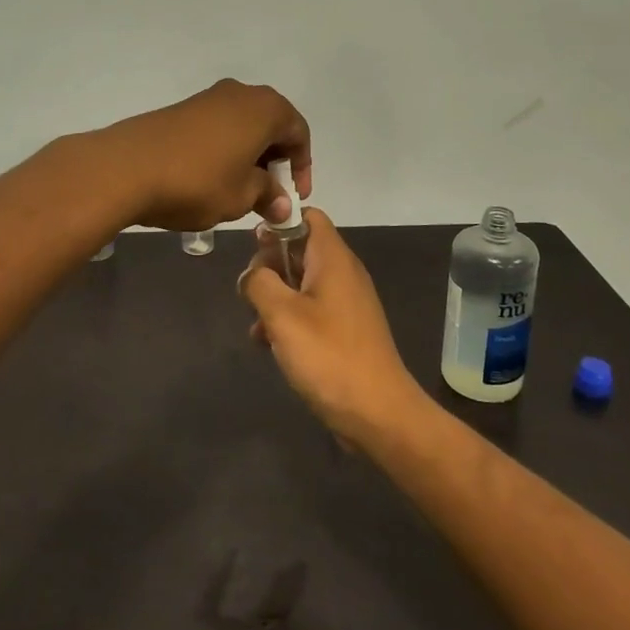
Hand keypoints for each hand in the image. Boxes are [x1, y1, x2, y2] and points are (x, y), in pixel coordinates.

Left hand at [99, 79, 311, 231]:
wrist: (127, 167)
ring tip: (240, 191)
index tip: (293, 198)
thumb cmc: (198, 181)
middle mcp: (240, 94)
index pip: (299, 133)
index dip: (302, 168)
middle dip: (275, 161)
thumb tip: (282, 205)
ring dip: (249, 157)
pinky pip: (217, 128)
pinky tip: (212, 179)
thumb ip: (269, 196)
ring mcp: (208, 98)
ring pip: (242, 126)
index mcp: (265, 108)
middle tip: (270, 196)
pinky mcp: (181, 109)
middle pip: (271, 126)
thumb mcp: (242, 196)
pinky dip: (224, 151)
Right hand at [241, 208, 427, 447]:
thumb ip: (259, 282)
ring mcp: (346, 303)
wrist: (378, 413)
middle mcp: (342, 274)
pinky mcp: (344, 330)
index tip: (253, 245)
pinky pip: (310, 310)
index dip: (279, 221)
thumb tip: (251, 274)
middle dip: (269, 266)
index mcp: (333, 259)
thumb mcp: (282, 314)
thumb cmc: (329, 356)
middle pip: (299, 249)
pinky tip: (270, 346)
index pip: (308, 216)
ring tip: (257, 326)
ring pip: (300, 283)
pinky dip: (289, 319)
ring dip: (274, 297)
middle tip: (251, 293)